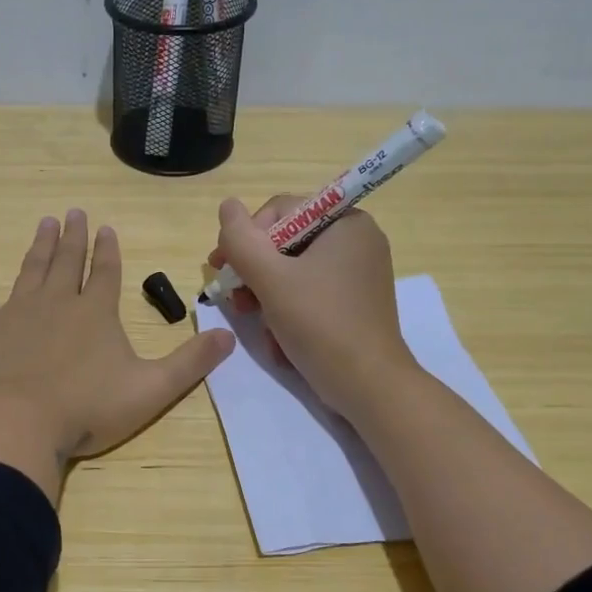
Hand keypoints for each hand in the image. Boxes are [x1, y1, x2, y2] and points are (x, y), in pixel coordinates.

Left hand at [0, 210, 234, 501]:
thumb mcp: (152, 389)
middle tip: (72, 212)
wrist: (21, 424)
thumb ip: (190, 362)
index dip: (108, 249)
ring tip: (44, 223)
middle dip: (72, 236)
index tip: (105, 227)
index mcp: (96, 312)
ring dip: (39, 246)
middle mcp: (57, 302)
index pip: (105, 271)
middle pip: (67, 261)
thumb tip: (229, 336)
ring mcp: (17, 313)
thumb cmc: (89, 408)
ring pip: (31, 270)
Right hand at [209, 195, 414, 418]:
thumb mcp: (271, 279)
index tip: (222, 269)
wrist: (368, 386)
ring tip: (253, 321)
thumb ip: (242, 240)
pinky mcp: (354, 302)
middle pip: (285, 243)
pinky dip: (289, 311)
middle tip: (234, 300)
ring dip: (266, 296)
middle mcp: (356, 240)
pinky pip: (310, 293)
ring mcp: (358, 273)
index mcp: (345, 222)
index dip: (246, 238)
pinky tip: (278, 338)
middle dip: (255, 273)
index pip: (280, 211)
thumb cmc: (320, 324)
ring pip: (294, 272)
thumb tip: (227, 205)